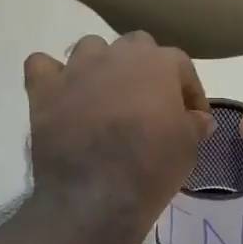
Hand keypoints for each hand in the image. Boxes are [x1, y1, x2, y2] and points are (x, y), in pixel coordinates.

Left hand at [23, 32, 212, 238]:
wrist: (96, 196)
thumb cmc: (152, 168)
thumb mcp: (188, 148)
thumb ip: (194, 124)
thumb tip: (199, 118)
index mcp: (158, 64)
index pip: (181, 65)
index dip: (189, 92)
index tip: (193, 118)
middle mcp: (117, 55)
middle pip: (136, 47)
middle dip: (145, 71)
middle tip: (149, 105)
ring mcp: (76, 69)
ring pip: (91, 49)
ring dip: (101, 67)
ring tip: (106, 98)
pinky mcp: (44, 90)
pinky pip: (43, 66)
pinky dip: (53, 77)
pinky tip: (62, 96)